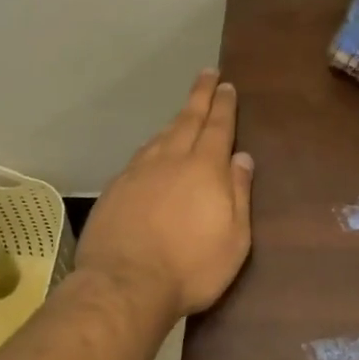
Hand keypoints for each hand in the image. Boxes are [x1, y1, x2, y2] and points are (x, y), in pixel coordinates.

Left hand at [78, 69, 255, 322]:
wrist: (124, 285)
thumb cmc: (191, 266)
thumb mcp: (234, 238)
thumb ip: (239, 193)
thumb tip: (242, 158)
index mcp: (204, 168)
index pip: (217, 126)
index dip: (223, 104)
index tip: (226, 84)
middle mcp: (170, 160)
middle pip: (187, 120)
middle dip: (200, 96)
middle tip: (206, 75)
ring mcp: (138, 172)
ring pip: (161, 136)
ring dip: (175, 120)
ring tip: (184, 113)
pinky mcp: (116, 189)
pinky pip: (140, 157)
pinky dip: (152, 146)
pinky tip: (152, 152)